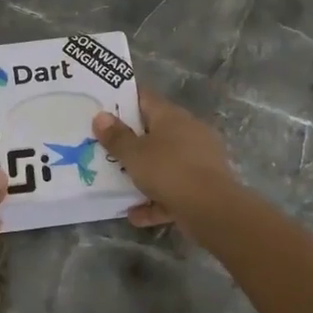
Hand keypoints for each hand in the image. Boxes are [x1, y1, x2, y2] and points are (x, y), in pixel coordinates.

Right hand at [92, 88, 237, 226]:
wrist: (212, 209)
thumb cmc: (168, 170)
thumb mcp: (134, 154)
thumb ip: (116, 137)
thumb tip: (101, 116)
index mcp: (171, 116)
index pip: (145, 98)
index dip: (123, 100)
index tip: (103, 109)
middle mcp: (188, 132)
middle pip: (155, 131)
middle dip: (131, 142)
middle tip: (105, 148)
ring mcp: (199, 159)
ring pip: (165, 163)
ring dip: (144, 174)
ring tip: (118, 185)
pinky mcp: (204, 186)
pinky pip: (174, 190)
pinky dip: (156, 200)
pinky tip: (136, 215)